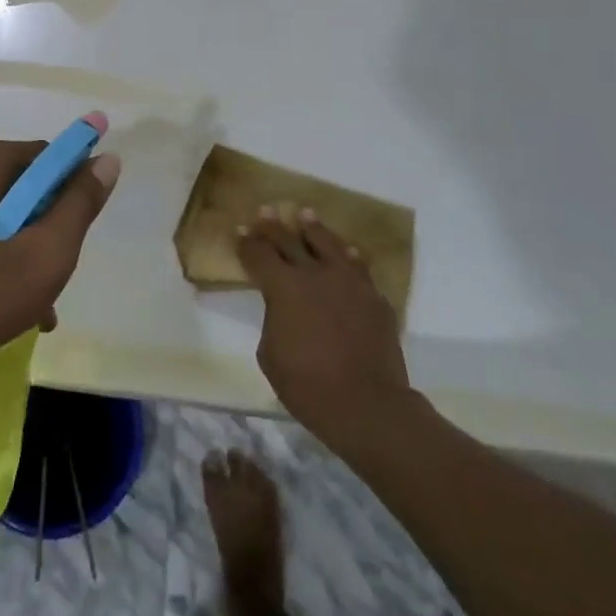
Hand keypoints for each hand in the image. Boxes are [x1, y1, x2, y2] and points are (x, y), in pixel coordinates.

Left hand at [0, 138, 120, 371]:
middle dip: (45, 228)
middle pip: (20, 188)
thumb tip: (107, 159)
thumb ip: (79, 205)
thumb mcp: (44, 254)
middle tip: (55, 272)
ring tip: (37, 305)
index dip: (71, 189)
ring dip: (21, 251)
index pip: (45, 157)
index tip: (76, 231)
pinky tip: (4, 306)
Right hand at [239, 208, 414, 450]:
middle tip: (266, 210)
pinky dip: (349, 256)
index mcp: (283, 288)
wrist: (367, 405)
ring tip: (306, 215)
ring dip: (314, 228)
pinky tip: (348, 252)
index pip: (259, 255)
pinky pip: (359, 267)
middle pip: (290, 241)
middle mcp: (315, 275)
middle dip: (274, 226)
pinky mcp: (374, 298)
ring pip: (328, 244)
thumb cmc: (308, 385)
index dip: (247, 242)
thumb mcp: (270, 354)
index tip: (241, 229)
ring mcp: (349, 283)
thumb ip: (273, 320)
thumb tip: (282, 308)